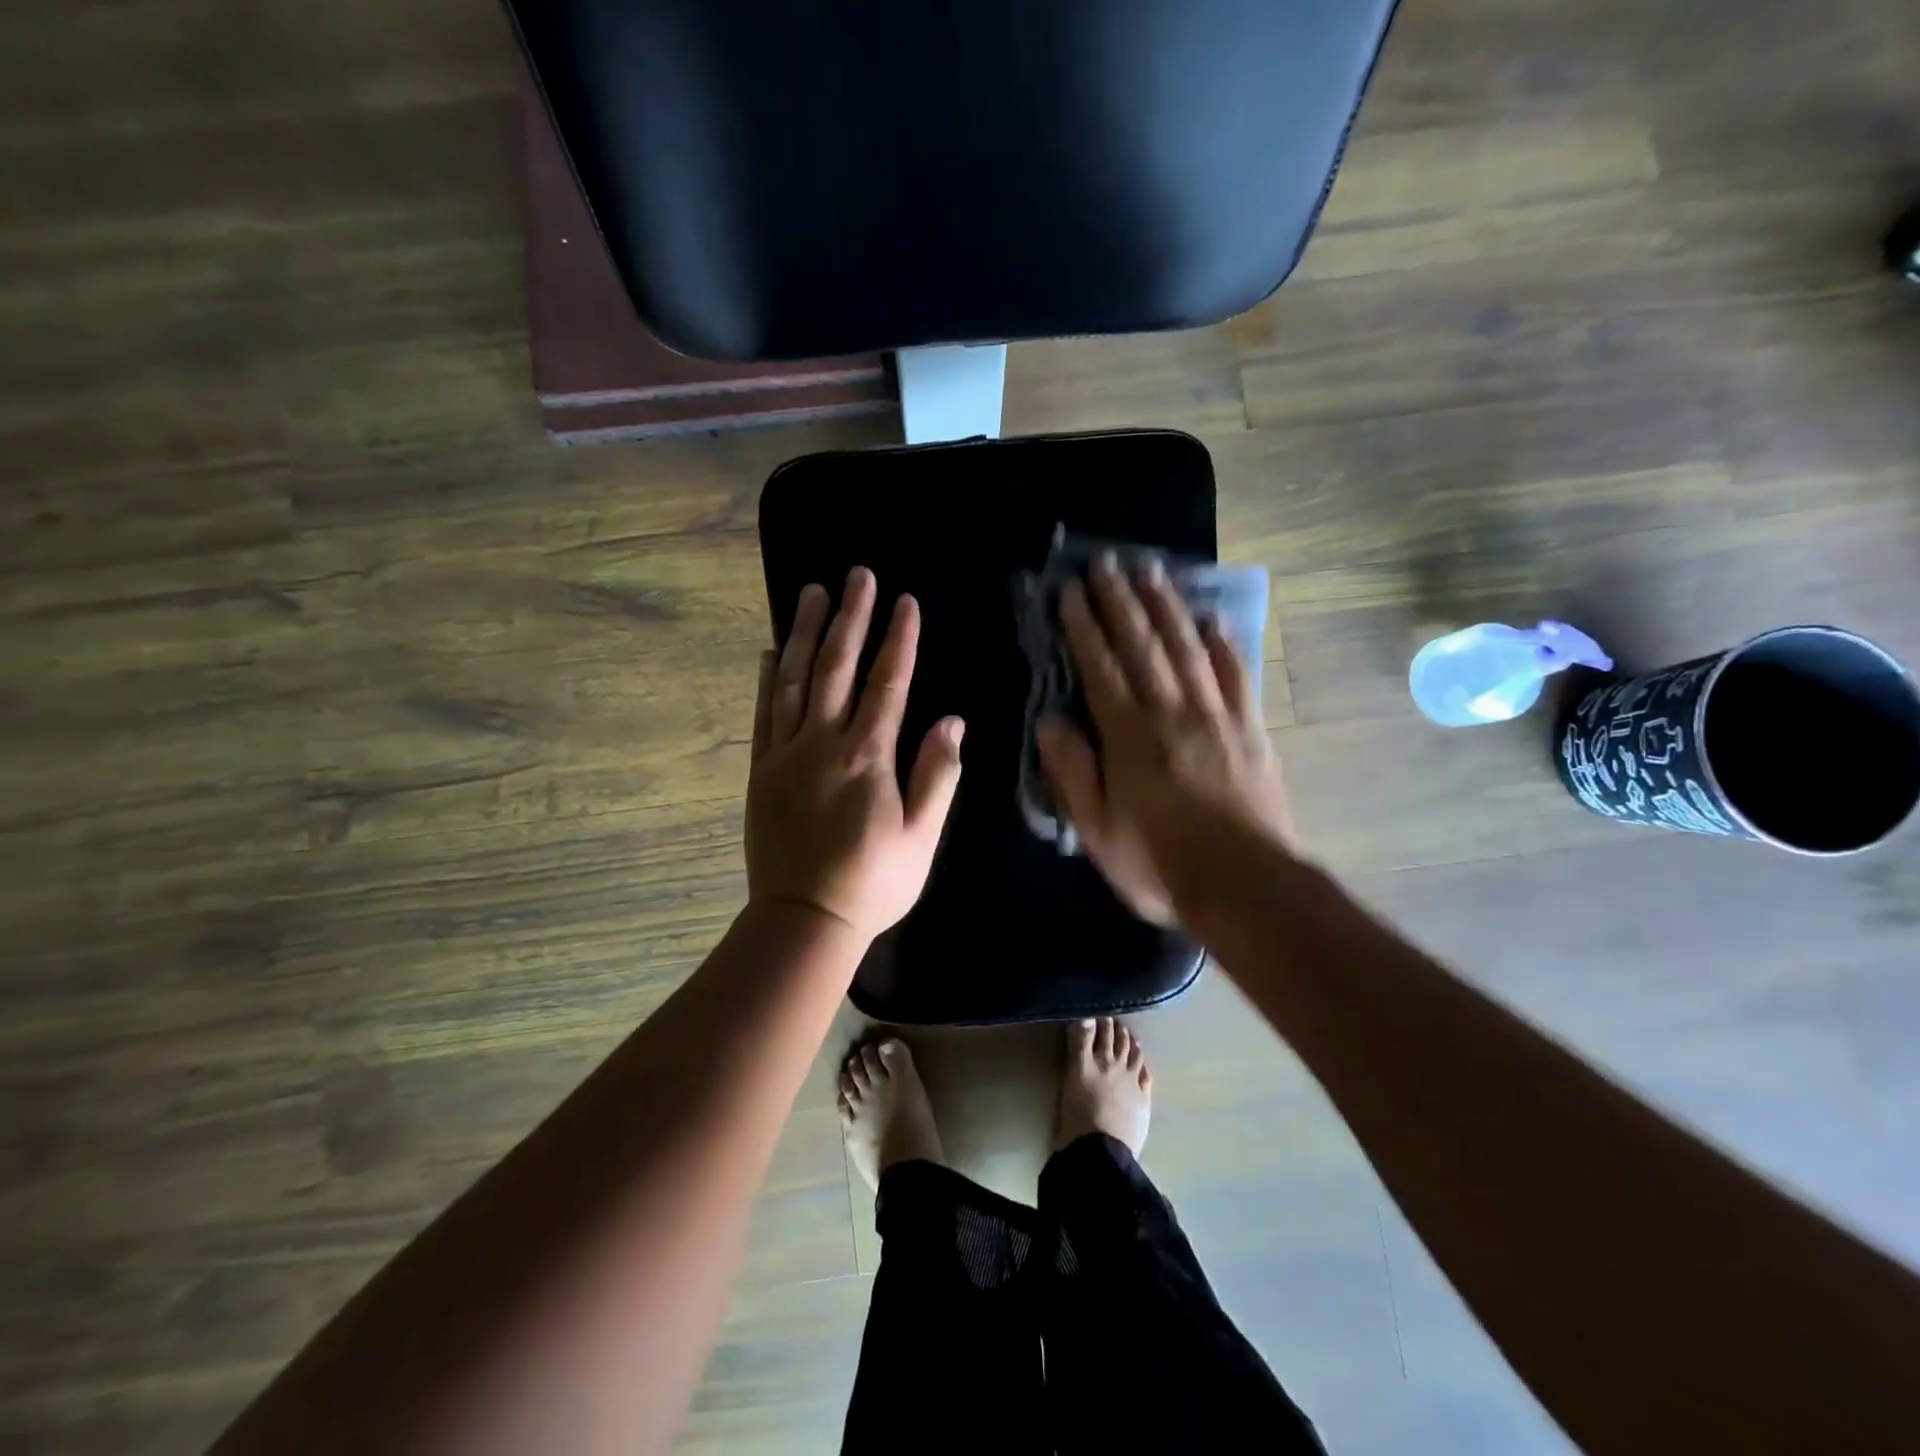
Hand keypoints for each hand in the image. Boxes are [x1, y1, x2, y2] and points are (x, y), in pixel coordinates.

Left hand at [746, 567, 964, 943]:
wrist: (803, 920)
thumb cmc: (873, 882)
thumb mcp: (922, 837)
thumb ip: (937, 776)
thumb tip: (951, 721)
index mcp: (866, 757)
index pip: (887, 684)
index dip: (898, 640)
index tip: (905, 602)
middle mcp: (822, 743)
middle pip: (838, 667)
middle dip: (851, 618)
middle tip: (858, 575)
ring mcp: (784, 754)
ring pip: (796, 680)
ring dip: (807, 633)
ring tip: (813, 592)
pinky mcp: (760, 770)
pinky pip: (764, 713)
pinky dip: (769, 678)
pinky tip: (773, 650)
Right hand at [1035, 554, 1293, 925]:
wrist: (1245, 885)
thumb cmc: (1159, 863)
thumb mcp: (1096, 829)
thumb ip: (1072, 771)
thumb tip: (1049, 720)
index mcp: (1129, 735)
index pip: (1100, 667)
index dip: (1084, 626)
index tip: (1071, 590)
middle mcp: (1171, 711)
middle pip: (1143, 644)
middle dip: (1121, 600)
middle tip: (1107, 561)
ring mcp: (1216, 716)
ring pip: (1187, 647)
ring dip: (1167, 606)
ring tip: (1152, 570)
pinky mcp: (1250, 729)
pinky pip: (1236, 674)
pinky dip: (1224, 643)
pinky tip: (1213, 618)